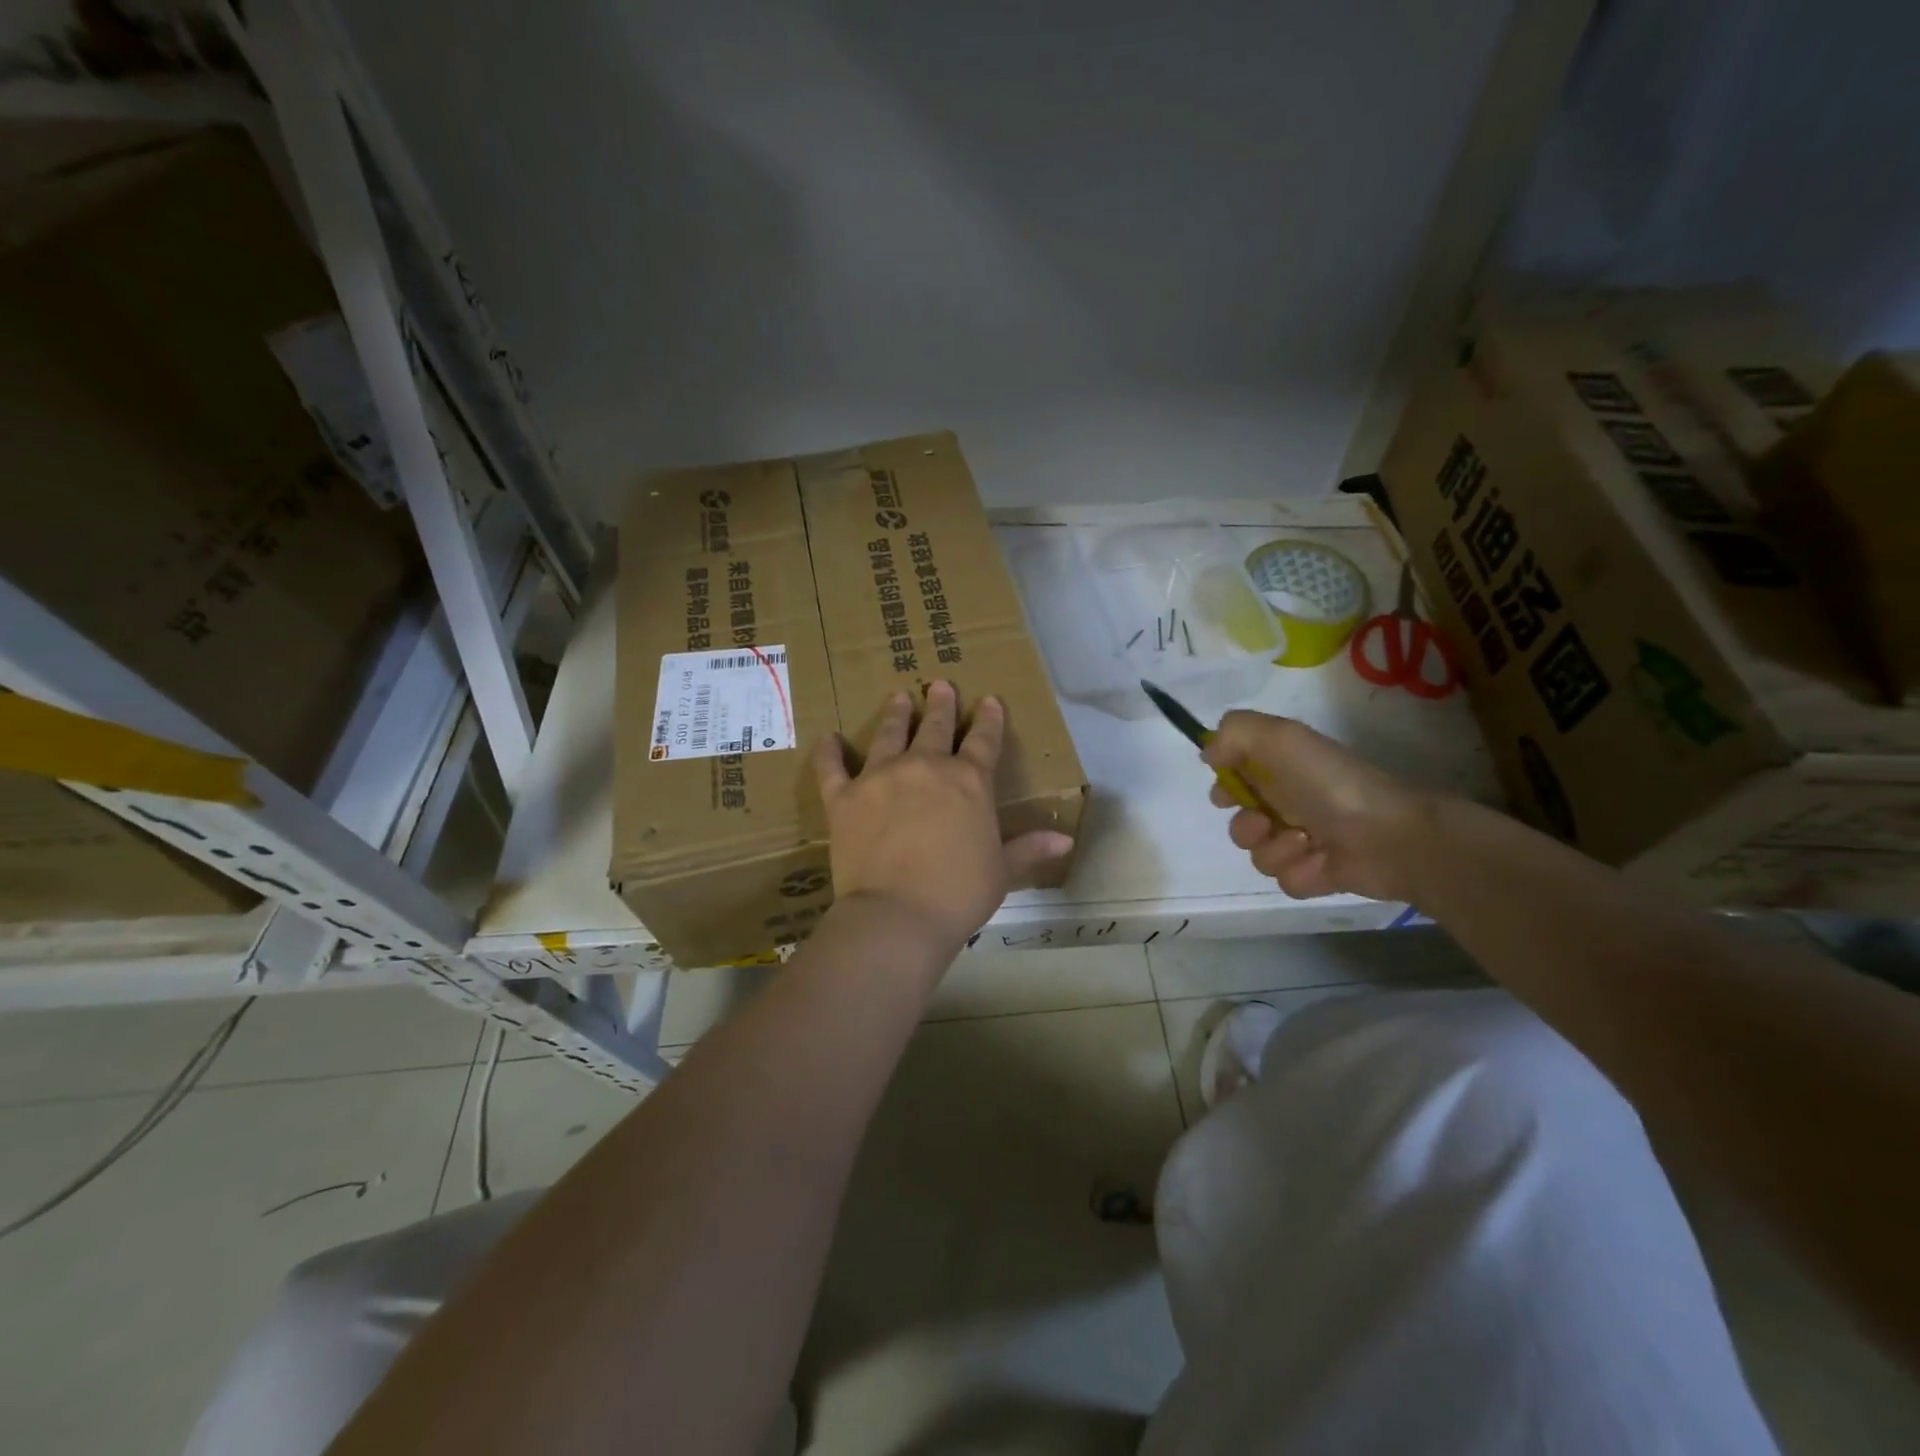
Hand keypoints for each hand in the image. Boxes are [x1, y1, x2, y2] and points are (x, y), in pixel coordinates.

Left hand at [814, 682, 1074, 952]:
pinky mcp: (843, 797)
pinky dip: (829, 752)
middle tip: (939, 686)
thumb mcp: (1002, 871)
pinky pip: (832, 767)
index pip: (984, 740)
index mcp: (968, 781)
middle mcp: (925, 767)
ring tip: (899, 697)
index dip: (989, 719)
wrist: (897, 915)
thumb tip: (1066, 841)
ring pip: (889, 735)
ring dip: (896, 714)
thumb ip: (1028, 848)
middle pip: (935, 727)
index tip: (989, 701)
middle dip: (940, 705)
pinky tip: (828, 738)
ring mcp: (880, 777)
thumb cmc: (958, 894)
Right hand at [1202, 711, 1436, 902]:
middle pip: (1240, 821)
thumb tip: (1209, 756)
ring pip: (1257, 853)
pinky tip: (1320, 863)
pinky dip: (1299, 871)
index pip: (1236, 777)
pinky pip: (1284, 880)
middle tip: (1264, 820)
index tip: (1227, 792)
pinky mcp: (1316, 874)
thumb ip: (1234, 733)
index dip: (1225, 786)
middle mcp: (1291, 803)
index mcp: (1283, 769)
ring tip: (1305, 841)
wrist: (1389, 836)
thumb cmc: (1331, 783)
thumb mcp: (1281, 738)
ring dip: (1274, 848)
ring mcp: (1304, 841)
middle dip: (1245, 825)